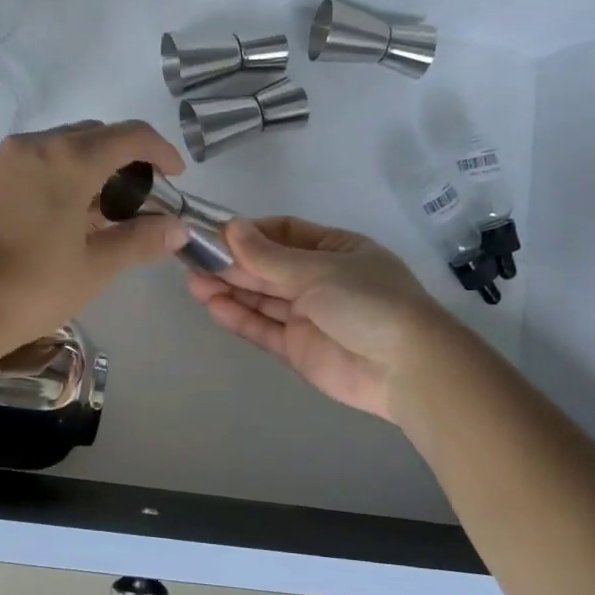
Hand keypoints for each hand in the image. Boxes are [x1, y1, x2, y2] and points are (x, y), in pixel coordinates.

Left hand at [0, 120, 189, 345]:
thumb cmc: (34, 286)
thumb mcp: (96, 265)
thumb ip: (141, 239)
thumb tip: (179, 228)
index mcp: (69, 159)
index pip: (130, 136)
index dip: (161, 151)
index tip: (177, 177)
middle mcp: (38, 145)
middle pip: (98, 136)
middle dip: (129, 160)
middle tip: (146, 201)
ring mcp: (10, 159)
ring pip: (69, 147)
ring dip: (98, 168)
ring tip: (113, 213)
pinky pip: (44, 161)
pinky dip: (69, 175)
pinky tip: (77, 215)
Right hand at [186, 216, 441, 420]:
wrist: (404, 367)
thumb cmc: (367, 301)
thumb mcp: (318, 270)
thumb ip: (269, 257)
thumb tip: (231, 227)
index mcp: (335, 250)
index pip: (285, 234)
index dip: (250, 234)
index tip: (215, 234)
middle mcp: (320, 279)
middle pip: (268, 267)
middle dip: (232, 263)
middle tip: (191, 259)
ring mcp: (309, 315)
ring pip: (262, 298)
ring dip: (229, 288)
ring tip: (192, 281)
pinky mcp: (298, 348)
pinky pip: (263, 328)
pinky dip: (239, 317)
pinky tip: (211, 305)